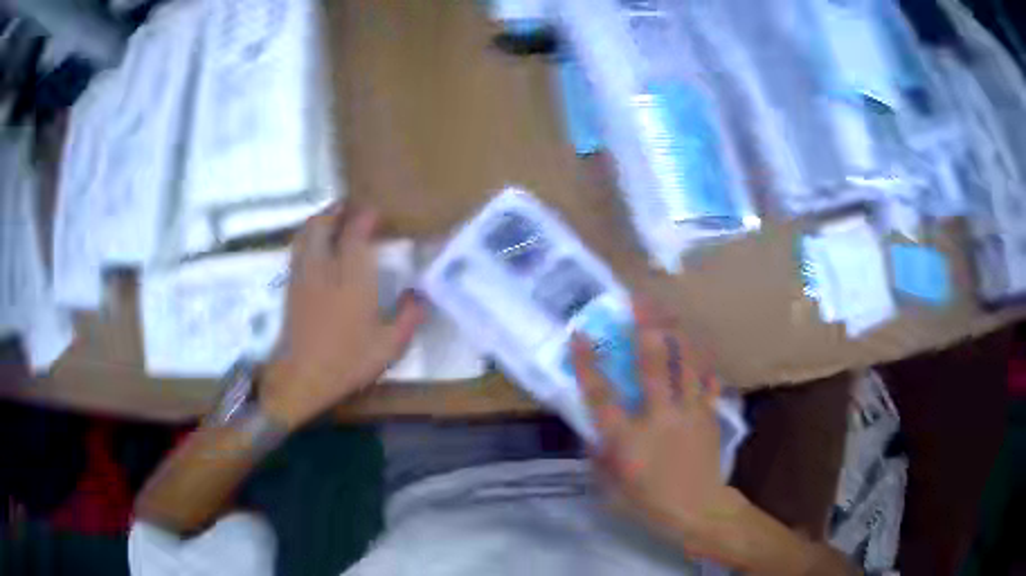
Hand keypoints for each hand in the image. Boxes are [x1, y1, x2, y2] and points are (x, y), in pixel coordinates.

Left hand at [260, 204, 423, 428]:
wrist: (301, 377)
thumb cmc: (347, 361)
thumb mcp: (389, 346)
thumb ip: (409, 317)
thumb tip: (421, 295)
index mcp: (352, 278)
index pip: (355, 233)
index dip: (365, 217)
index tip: (376, 214)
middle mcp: (324, 268)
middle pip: (323, 224)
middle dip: (337, 211)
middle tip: (351, 208)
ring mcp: (303, 275)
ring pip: (306, 234)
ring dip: (319, 221)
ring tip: (332, 220)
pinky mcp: (291, 287)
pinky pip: (298, 250)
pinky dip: (307, 238)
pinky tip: (315, 247)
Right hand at [571, 298, 743, 557]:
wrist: (699, 510)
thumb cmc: (650, 503)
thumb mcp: (611, 489)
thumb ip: (600, 457)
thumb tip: (593, 432)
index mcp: (628, 439)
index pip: (602, 396)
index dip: (588, 364)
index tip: (579, 335)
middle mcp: (659, 417)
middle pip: (653, 364)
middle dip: (646, 327)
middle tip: (639, 299)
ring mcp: (689, 413)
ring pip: (686, 363)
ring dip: (677, 333)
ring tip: (669, 311)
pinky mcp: (709, 414)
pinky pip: (708, 380)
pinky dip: (702, 362)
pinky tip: (700, 347)